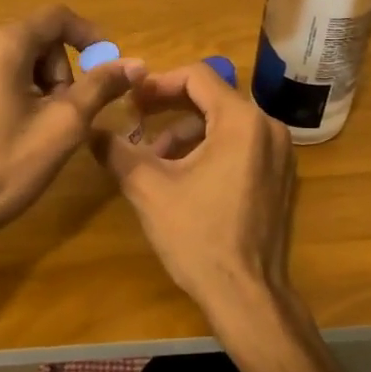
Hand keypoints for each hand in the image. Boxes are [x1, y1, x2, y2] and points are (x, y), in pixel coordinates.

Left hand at [0, 5, 143, 252]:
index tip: (107, 66)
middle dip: (59, 71)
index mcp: (1, 43)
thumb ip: (100, 87)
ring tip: (36, 127)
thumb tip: (135, 63)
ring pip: (14, 54)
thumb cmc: (3, 168)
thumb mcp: (62, 128)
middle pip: (36, 38)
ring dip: (37, 82)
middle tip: (64, 115)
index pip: (57, 17)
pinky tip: (9, 126)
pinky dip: (11, 87)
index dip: (89, 36)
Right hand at [93, 62, 296, 330]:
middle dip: (171, 107)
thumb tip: (90, 129)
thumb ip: (116, 151)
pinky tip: (183, 175)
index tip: (131, 100)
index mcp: (242, 122)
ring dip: (187, 131)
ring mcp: (280, 154)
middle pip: (214, 97)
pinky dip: (210, 148)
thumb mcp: (148, 189)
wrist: (247, 295)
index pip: (198, 76)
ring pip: (226, 123)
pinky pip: (242, 145)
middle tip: (137, 119)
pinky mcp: (280, 177)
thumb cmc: (198, 236)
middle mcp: (268, 128)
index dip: (159, 82)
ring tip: (154, 157)